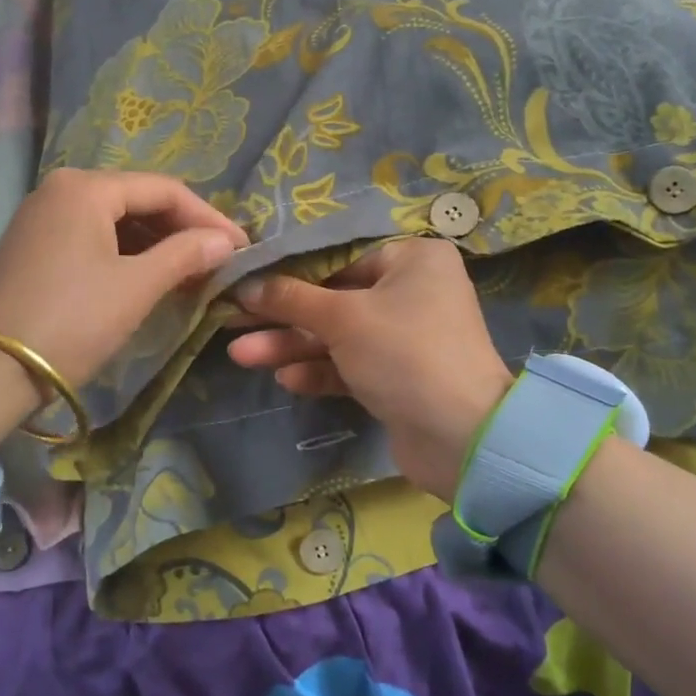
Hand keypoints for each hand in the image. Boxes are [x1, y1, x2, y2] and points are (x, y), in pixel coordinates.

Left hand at [0, 170, 244, 442]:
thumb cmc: (73, 320)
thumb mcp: (137, 286)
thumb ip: (186, 254)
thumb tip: (226, 241)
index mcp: (85, 187)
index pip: (164, 190)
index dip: (209, 217)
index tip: (242, 246)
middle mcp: (60, 188)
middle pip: (138, 201)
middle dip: (182, 230)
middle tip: (220, 261)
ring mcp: (42, 216)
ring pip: (116, 220)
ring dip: (157, 244)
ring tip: (193, 273)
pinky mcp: (33, 245)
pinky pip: (93, 237)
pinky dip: (126, 254)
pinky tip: (150, 276)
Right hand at [227, 238, 515, 500]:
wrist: (461, 439)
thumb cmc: (403, 353)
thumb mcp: (342, 318)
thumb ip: (291, 299)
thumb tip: (246, 285)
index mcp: (412, 259)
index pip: (339, 256)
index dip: (289, 271)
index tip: (247, 280)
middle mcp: (413, 292)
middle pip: (334, 298)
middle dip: (284, 316)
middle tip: (234, 321)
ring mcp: (406, 337)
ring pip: (338, 335)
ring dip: (292, 346)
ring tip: (241, 355)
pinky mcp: (398, 377)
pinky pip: (351, 365)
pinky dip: (320, 370)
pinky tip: (286, 380)